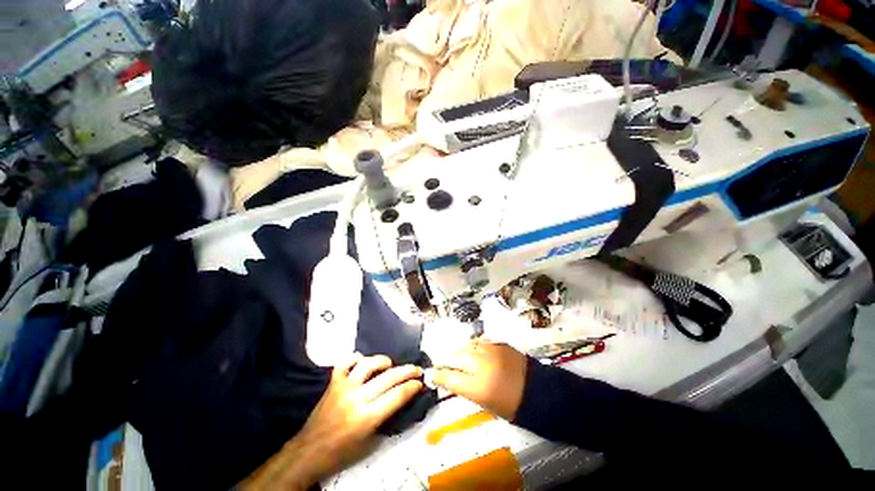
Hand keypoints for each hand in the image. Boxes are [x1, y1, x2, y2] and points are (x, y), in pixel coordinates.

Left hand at [240, 354, 423, 489]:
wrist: (309, 451)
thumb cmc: (342, 452)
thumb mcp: (369, 441)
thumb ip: (386, 418)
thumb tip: (400, 399)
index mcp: (367, 417)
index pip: (397, 395)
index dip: (412, 386)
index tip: (421, 382)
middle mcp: (357, 398)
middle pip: (388, 377)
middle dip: (407, 371)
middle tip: (417, 369)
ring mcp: (344, 387)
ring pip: (368, 364)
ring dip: (383, 361)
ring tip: (389, 364)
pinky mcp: (333, 383)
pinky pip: (345, 363)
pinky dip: (354, 359)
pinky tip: (362, 360)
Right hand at [432, 340, 526, 420]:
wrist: (537, 391)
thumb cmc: (511, 405)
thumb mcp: (485, 402)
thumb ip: (465, 388)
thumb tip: (452, 379)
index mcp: (477, 386)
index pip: (448, 377)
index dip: (438, 375)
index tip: (432, 375)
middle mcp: (480, 365)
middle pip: (454, 358)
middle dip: (444, 361)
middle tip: (440, 363)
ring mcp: (489, 351)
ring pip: (464, 346)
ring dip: (456, 351)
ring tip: (453, 355)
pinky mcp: (497, 343)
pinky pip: (477, 341)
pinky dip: (470, 345)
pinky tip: (469, 349)